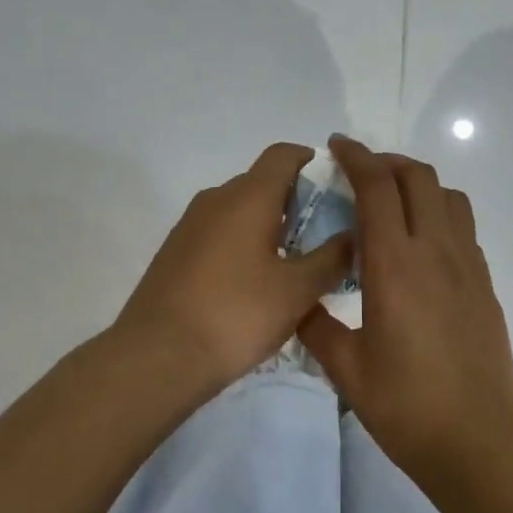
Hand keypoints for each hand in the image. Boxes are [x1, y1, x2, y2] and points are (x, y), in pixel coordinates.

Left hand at [117, 144, 353, 389]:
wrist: (157, 357)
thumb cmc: (237, 314)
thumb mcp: (298, 290)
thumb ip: (332, 258)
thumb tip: (354, 235)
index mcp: (248, 197)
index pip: (283, 155)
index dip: (312, 160)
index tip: (335, 185)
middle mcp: (215, 200)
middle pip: (262, 183)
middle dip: (296, 202)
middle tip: (325, 236)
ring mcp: (189, 226)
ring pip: (240, 211)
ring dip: (269, 227)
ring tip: (294, 265)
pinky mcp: (175, 254)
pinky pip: (219, 234)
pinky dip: (243, 245)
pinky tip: (255, 285)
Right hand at [299, 135, 512, 478]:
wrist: (476, 440)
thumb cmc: (405, 406)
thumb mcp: (346, 369)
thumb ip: (316, 325)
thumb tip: (300, 302)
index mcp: (395, 265)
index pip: (378, 187)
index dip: (357, 157)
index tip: (337, 147)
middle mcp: (436, 252)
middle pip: (419, 177)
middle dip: (388, 162)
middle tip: (361, 174)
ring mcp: (468, 266)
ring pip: (449, 197)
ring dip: (420, 186)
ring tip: (394, 204)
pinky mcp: (486, 284)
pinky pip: (464, 229)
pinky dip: (440, 215)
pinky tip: (421, 247)